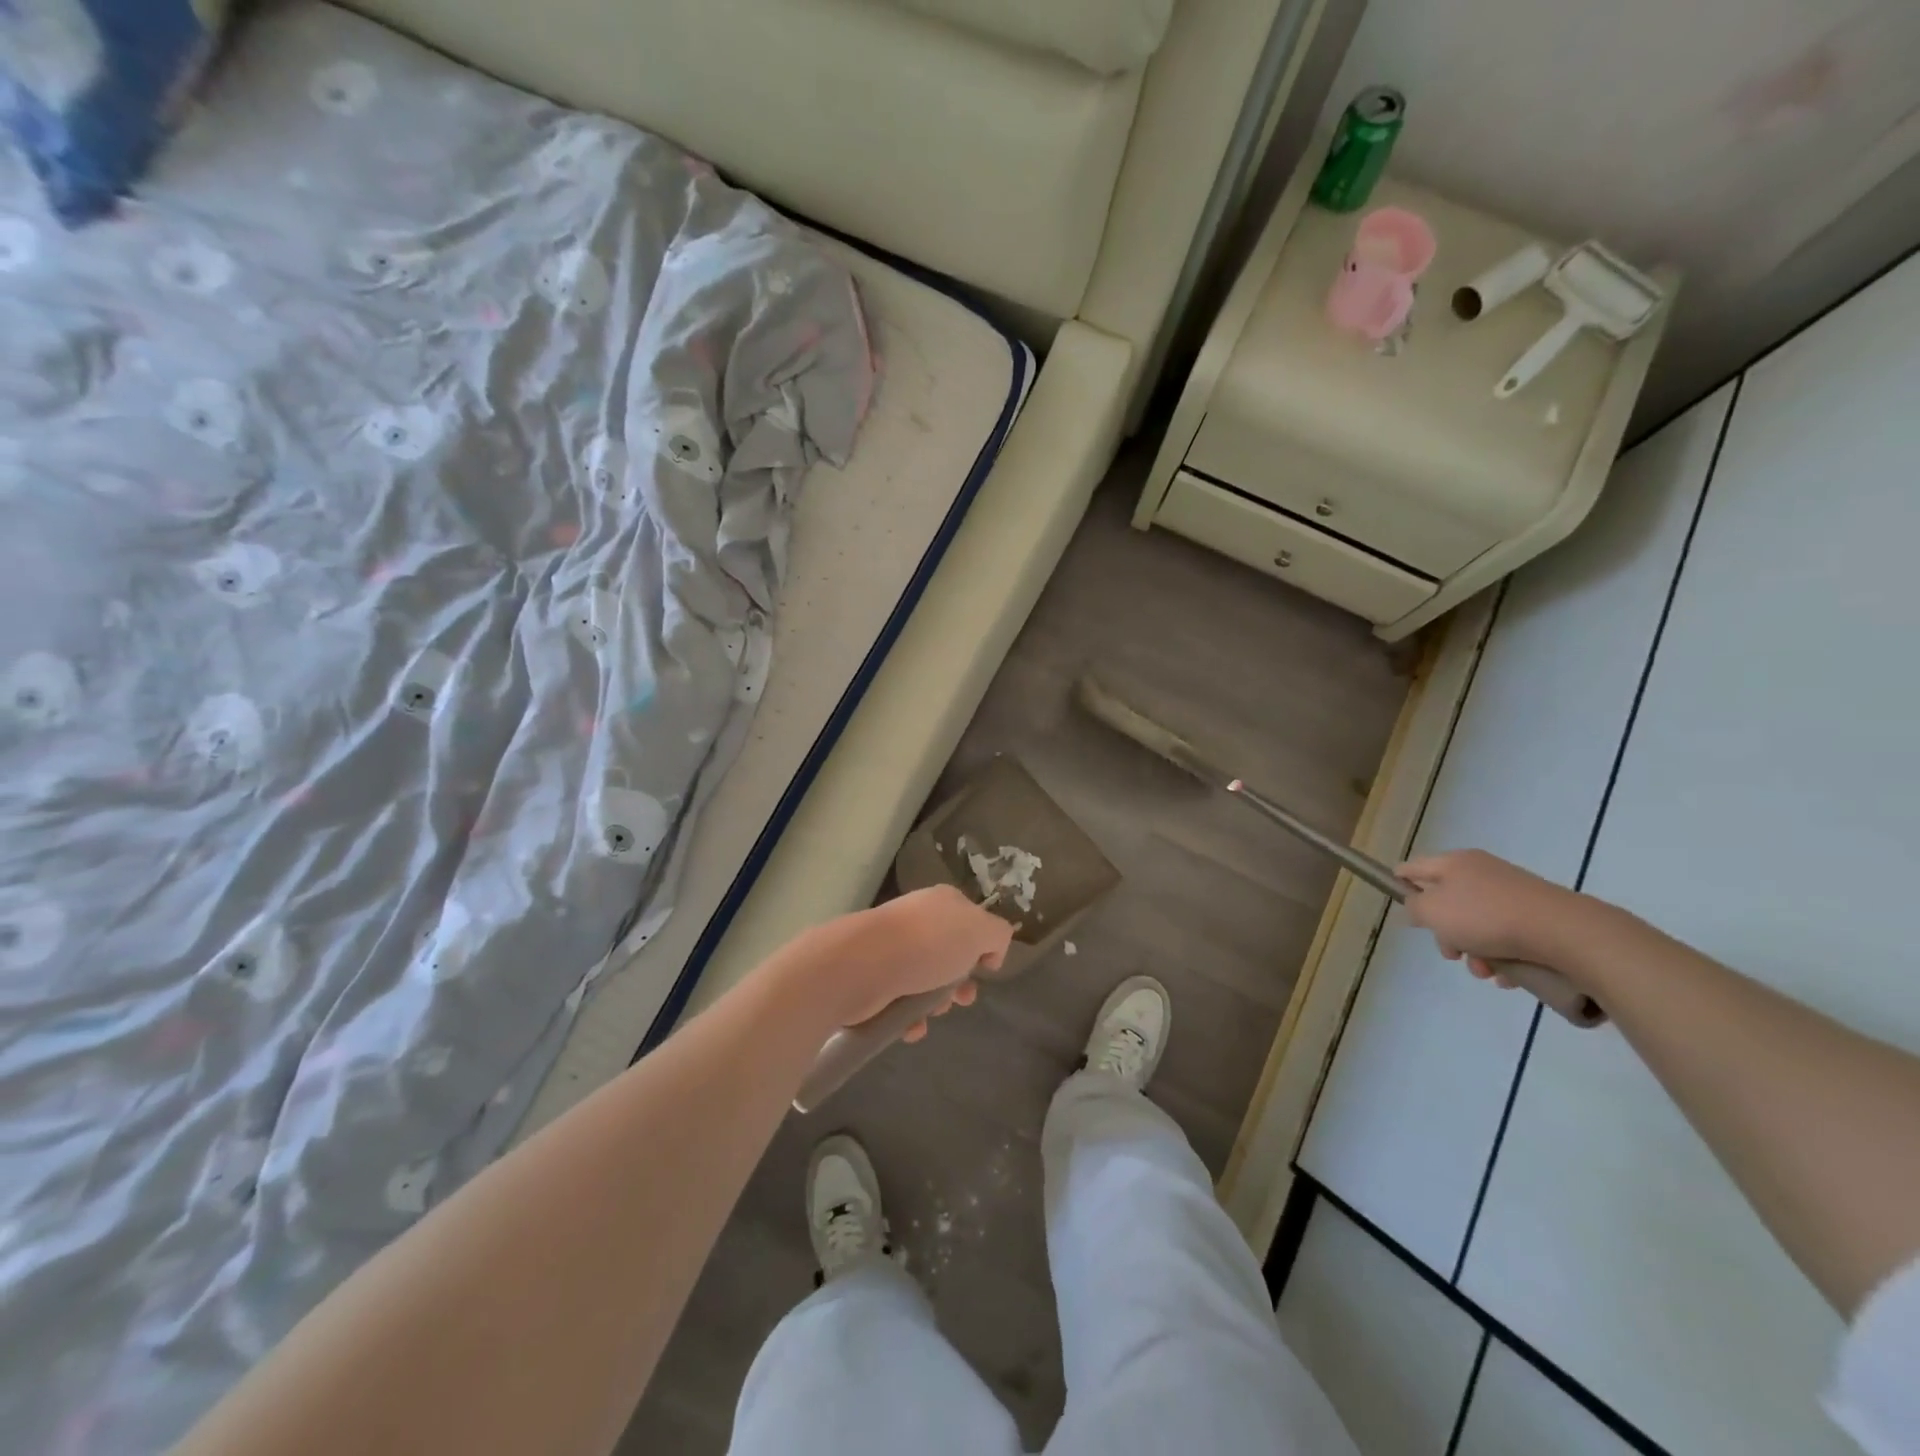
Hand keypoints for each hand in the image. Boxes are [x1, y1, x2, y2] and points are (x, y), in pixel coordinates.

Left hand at [801, 886, 1013, 1038]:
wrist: (864, 964)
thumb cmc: (928, 944)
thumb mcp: (979, 930)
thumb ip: (998, 935)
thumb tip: (990, 951)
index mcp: (942, 903)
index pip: (970, 921)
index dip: (982, 947)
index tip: (986, 970)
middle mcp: (917, 921)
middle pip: (949, 955)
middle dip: (959, 982)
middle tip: (962, 998)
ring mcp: (892, 949)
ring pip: (925, 981)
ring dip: (935, 1003)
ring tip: (932, 1013)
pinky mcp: (874, 978)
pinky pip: (900, 1002)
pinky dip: (910, 1018)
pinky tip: (911, 1027)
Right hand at [1398, 850, 1587, 985]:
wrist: (1565, 932)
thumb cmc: (1487, 917)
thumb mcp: (1433, 911)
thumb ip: (1414, 907)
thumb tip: (1417, 906)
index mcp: (1454, 863)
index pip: (1413, 868)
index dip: (1400, 886)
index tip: (1404, 912)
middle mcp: (1482, 872)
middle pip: (1447, 902)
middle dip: (1445, 933)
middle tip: (1452, 953)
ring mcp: (1513, 893)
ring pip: (1477, 924)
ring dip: (1475, 952)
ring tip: (1486, 972)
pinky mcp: (1538, 915)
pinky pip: (1508, 936)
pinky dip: (1503, 956)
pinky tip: (1509, 975)